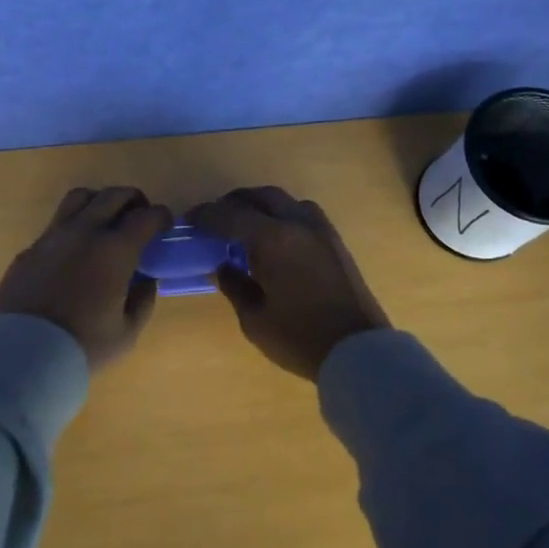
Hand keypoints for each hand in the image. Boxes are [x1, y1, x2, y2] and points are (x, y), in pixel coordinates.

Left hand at [0, 187, 174, 369]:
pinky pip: (56, 224)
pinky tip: (75, 251)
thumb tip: (144, 280)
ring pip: (80, 198)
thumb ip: (142, 300)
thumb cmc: (82, 347)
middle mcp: (84, 232)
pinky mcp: (29, 249)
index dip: (161, 216)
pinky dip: (73, 226)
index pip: (146, 216)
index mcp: (114, 250)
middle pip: (113, 195)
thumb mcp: (127, 333)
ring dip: (100, 202)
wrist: (21, 355)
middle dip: (133, 200)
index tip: (165, 226)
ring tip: (105, 222)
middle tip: (139, 217)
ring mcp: (52, 237)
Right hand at [186, 187, 390, 380]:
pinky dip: (282, 216)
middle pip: (260, 197)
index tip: (189, 220)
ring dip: (261, 206)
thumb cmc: (300, 337)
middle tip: (215, 219)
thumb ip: (234, 286)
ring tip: (245, 226)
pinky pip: (303, 215)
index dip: (206, 215)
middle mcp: (298, 224)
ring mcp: (321, 231)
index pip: (230, 215)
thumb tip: (223, 266)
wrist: (359, 350)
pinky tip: (274, 239)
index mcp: (273, 239)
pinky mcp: (335, 242)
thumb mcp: (254, 319)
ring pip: (286, 201)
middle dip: (233, 203)